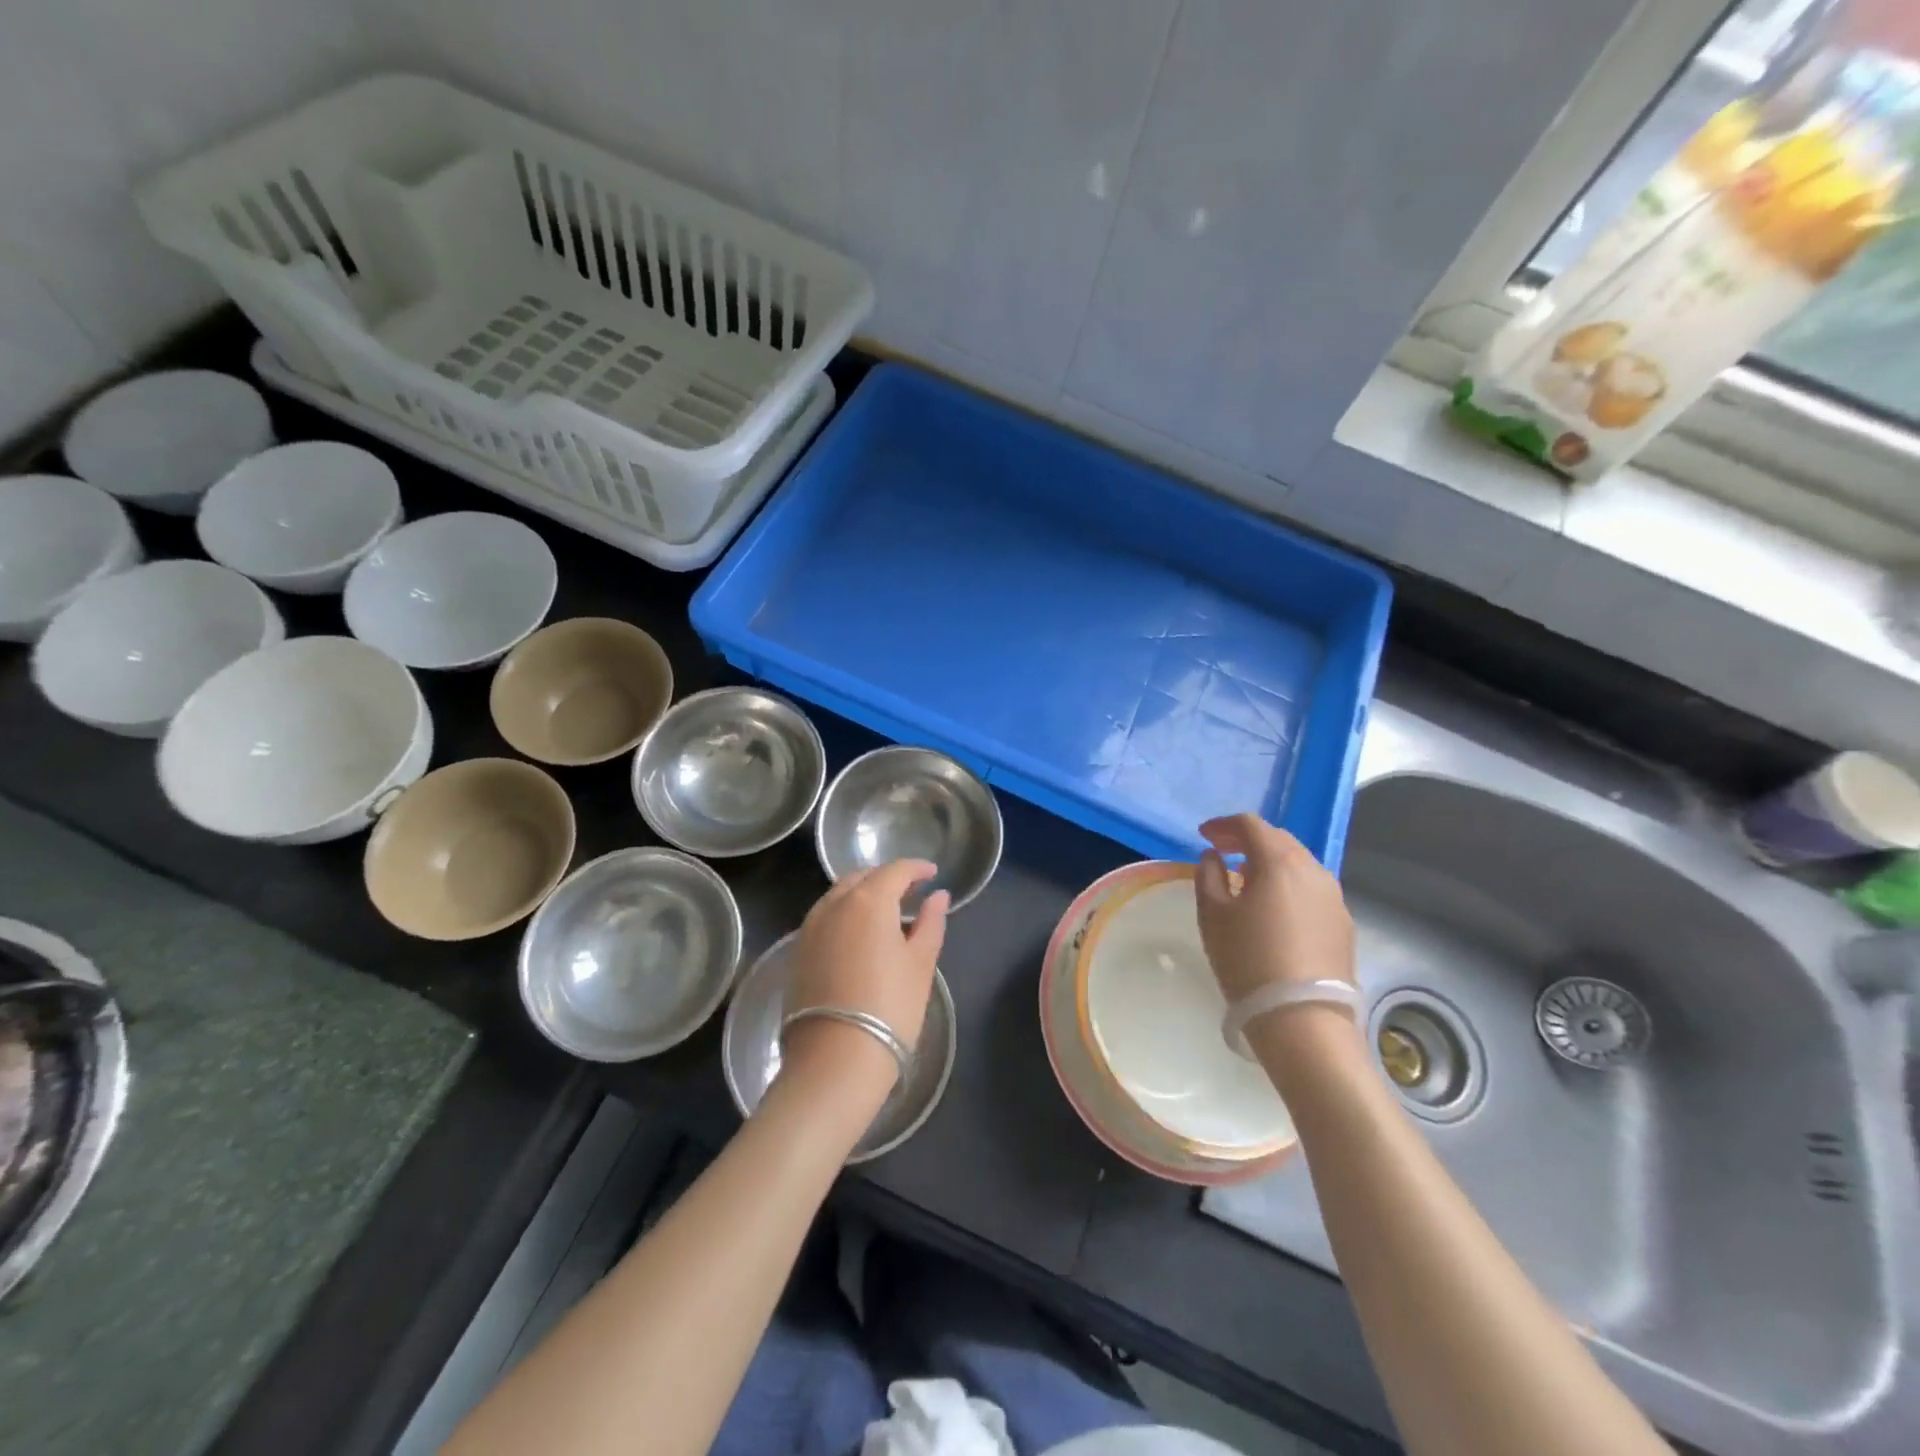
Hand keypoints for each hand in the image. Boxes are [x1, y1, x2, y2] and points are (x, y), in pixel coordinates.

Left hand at [781, 861, 948, 1101]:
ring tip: (885, 911)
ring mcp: (810, 927)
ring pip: (838, 895)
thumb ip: (931, 923)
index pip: (895, 870)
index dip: (916, 868)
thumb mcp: (921, 964)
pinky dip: (844, 913)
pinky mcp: (798, 951)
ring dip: (862, 893)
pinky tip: (859, 934)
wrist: (835, 1060)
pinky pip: (824, 916)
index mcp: (868, 901)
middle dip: (887, 878)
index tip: (932, 874)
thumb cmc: (890, 1008)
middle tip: (910, 891)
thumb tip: (938, 896)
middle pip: (862, 877)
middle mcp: (834, 904)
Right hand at [1195, 813, 1354, 1002]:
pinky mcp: (1343, 925)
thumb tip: (1214, 857)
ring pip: (1299, 865)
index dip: (1223, 825)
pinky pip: (1311, 890)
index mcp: (1280, 862)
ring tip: (1246, 880)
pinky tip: (1273, 909)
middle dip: (1248, 840)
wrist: (1304, 1020)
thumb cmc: (1248, 961)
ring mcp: (1334, 898)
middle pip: (1279, 840)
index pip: (1251, 825)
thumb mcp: (1213, 916)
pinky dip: (1288, 886)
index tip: (1204, 835)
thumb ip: (1209, 876)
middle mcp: (1314, 870)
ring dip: (1271, 863)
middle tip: (1222, 852)